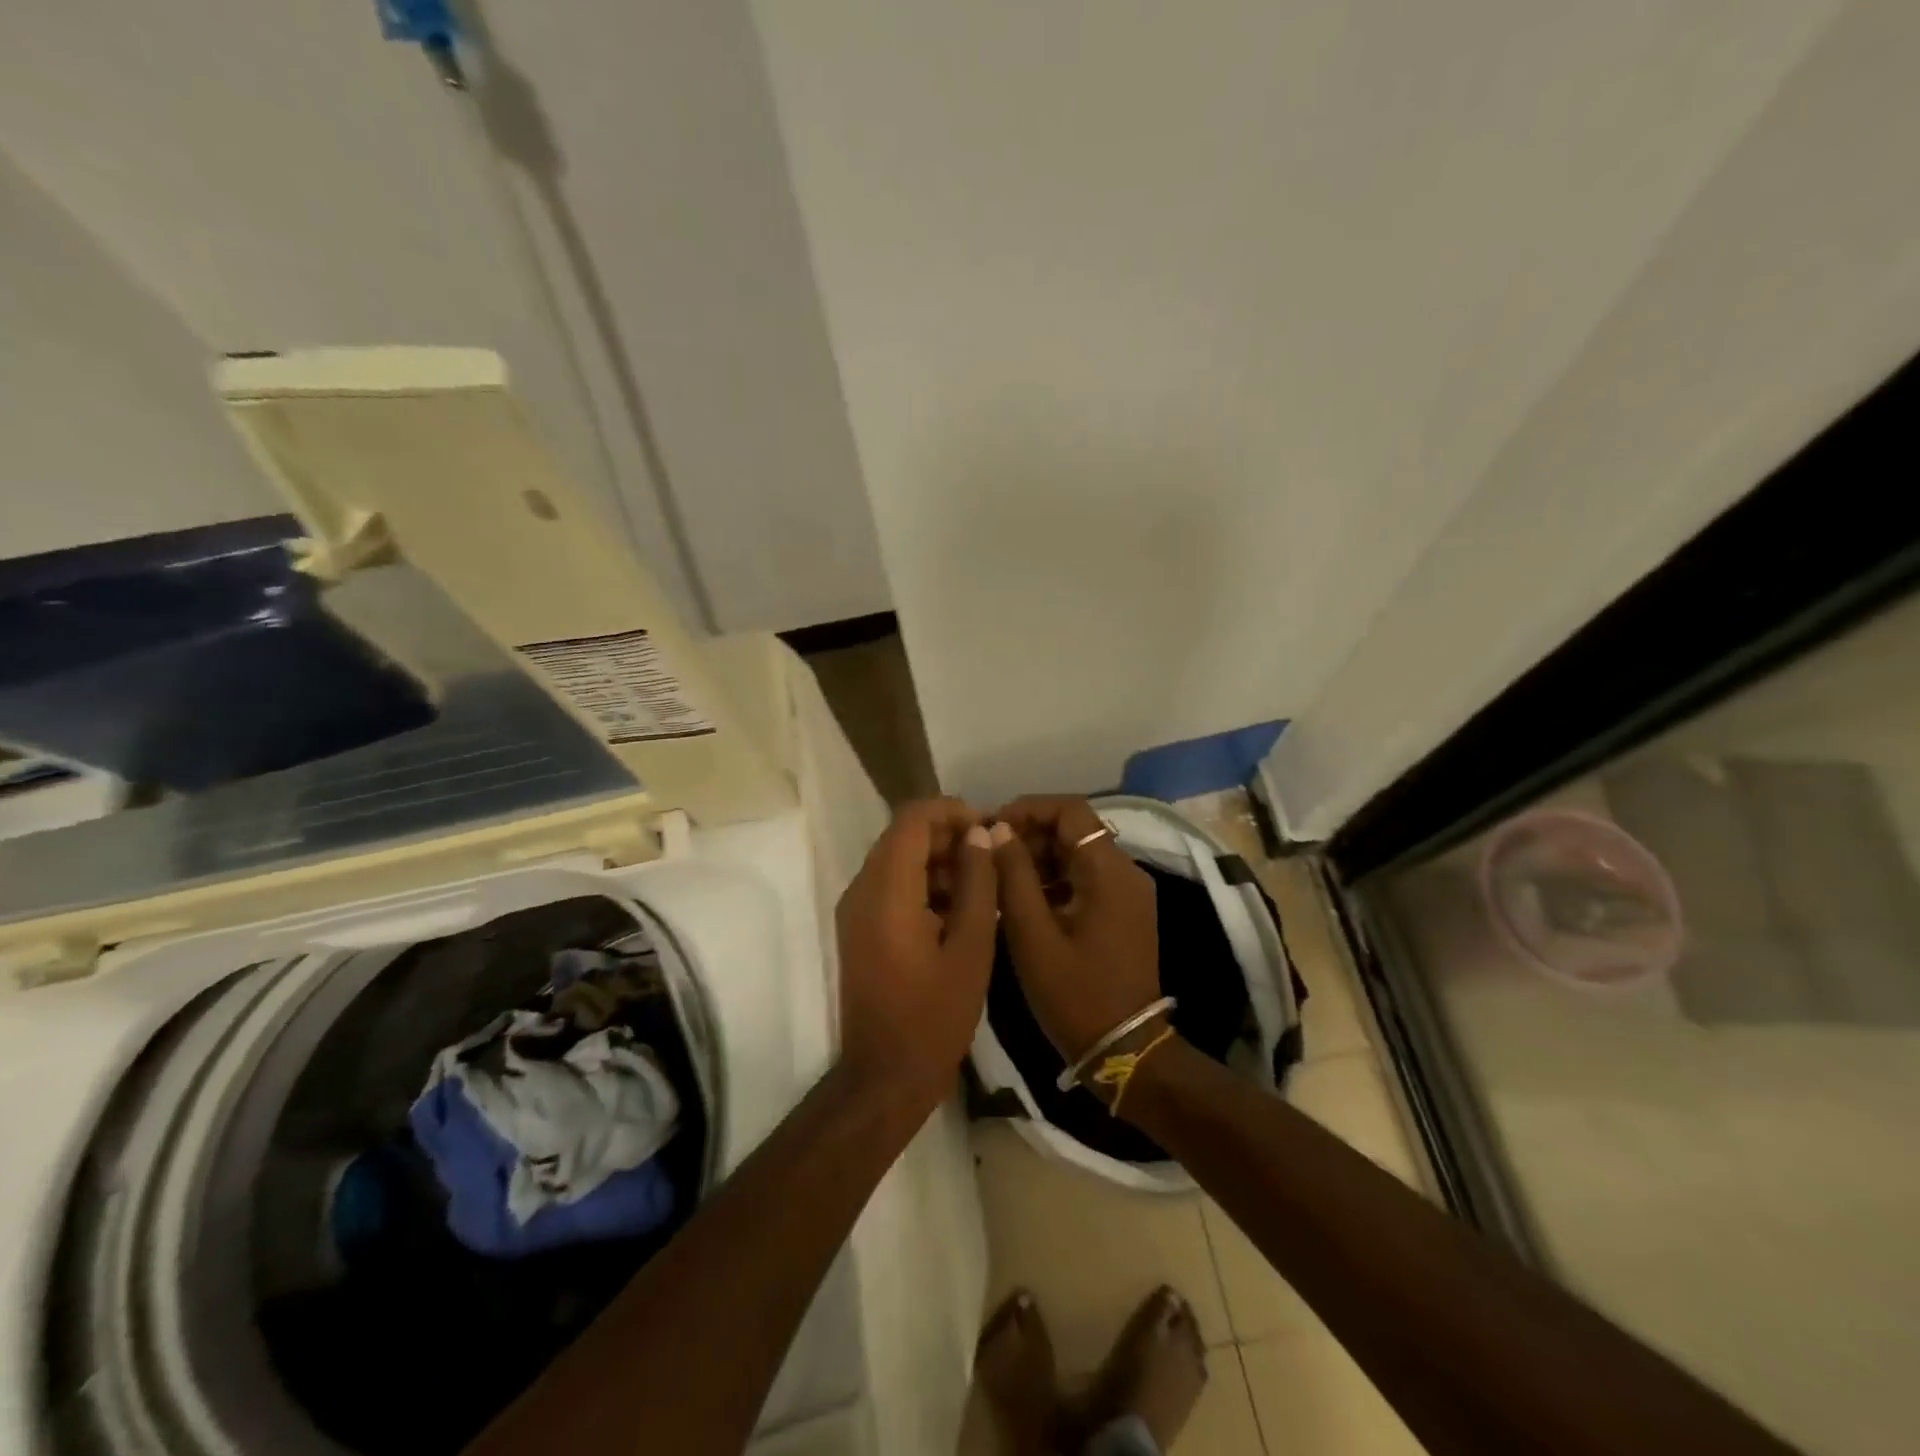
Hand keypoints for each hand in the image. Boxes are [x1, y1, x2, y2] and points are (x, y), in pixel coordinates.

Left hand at [835, 798, 998, 1104]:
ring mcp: (855, 910)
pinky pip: (891, 886)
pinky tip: (959, 907)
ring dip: (937, 860)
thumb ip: (977, 883)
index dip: (952, 811)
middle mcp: (862, 889)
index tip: (988, 827)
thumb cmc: (934, 1015)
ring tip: (983, 881)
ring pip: (897, 860)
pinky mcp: (859, 928)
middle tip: (992, 854)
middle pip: (903, 836)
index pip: (913, 819)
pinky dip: (923, 883)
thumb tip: (980, 835)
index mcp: (886, 890)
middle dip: (948, 835)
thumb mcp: (970, 947)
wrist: (885, 1075)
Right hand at [990, 796, 1161, 1061]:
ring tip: (998, 876)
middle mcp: (1125, 872)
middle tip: (988, 853)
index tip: (992, 825)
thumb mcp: (1032, 934)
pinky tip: (1021, 899)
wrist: (1123, 1050)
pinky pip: (1084, 878)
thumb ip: (1014, 876)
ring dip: (1039, 857)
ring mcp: (1127, 893)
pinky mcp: (1122, 912)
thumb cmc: (1074, 993)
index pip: (1070, 810)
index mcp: (1109, 871)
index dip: (1029, 808)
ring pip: (1078, 853)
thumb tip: (999, 830)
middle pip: (1075, 829)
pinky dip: (1053, 878)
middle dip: (1029, 834)